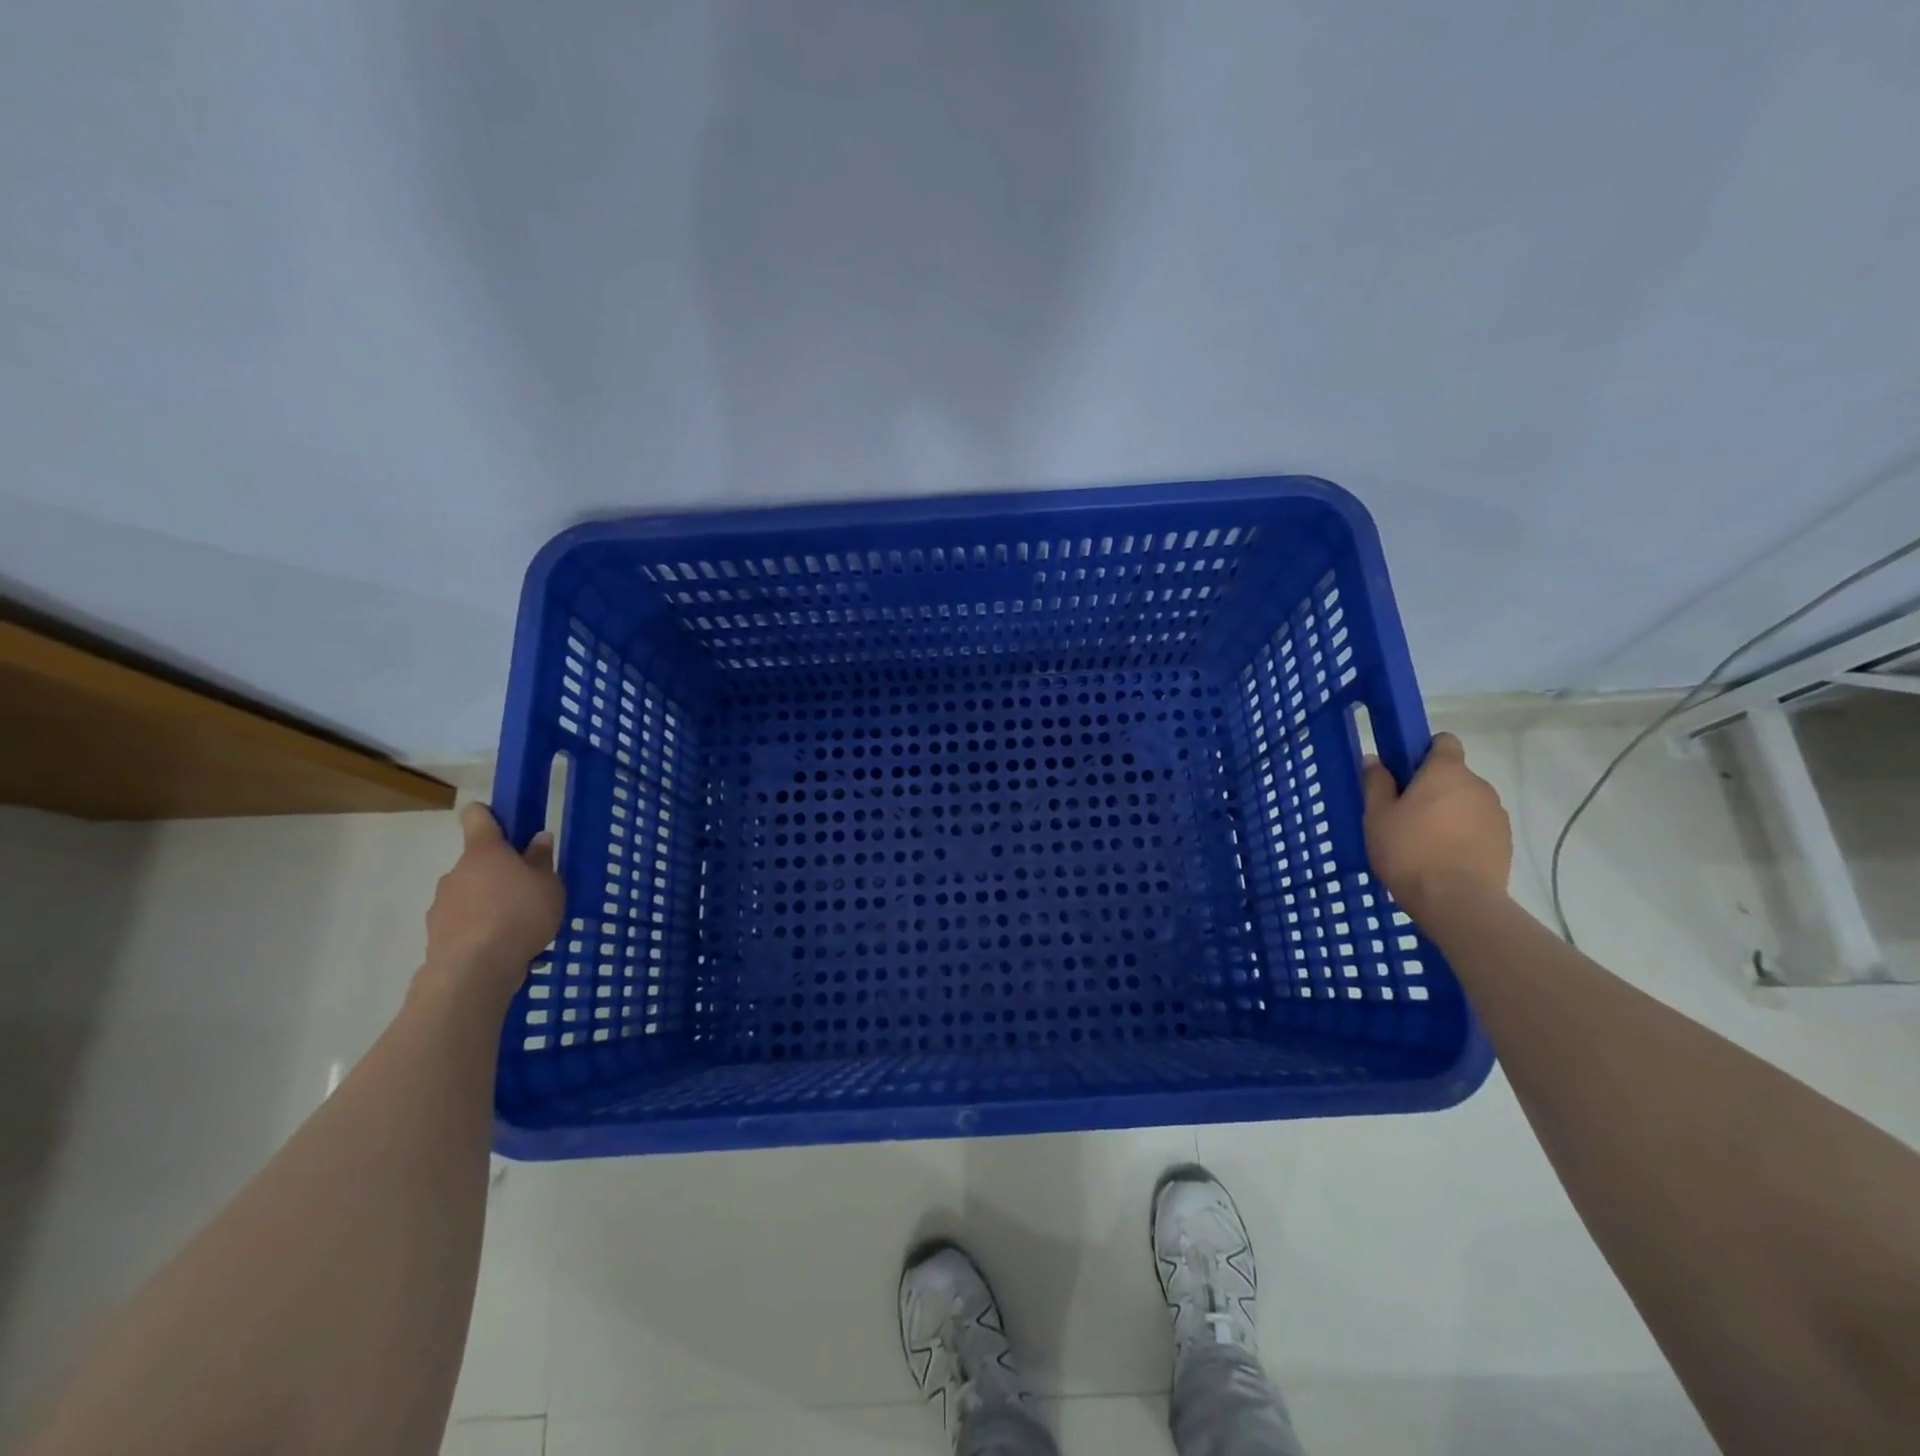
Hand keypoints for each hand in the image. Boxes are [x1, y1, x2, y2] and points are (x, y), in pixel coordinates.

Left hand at [420, 802, 564, 1003]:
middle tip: (527, 891)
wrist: (474, 970)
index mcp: (484, 852)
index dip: (488, 815)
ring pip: (468, 894)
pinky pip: (463, 923)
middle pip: (477, 862)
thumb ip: (542, 861)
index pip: (477, 818)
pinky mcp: (436, 935)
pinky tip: (501, 947)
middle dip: (498, 873)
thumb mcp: (548, 885)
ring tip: (517, 926)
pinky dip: (479, 929)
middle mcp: (456, 872)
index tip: (503, 822)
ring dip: (488, 903)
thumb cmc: (520, 915)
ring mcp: (441, 904)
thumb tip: (539, 838)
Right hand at [1361, 732, 1511, 917]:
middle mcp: (1478, 785)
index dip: (1424, 751)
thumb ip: (1376, 783)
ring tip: (1424, 841)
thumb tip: (1374, 759)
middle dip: (1432, 788)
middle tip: (1404, 814)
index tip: (1404, 772)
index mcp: (1446, 772)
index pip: (1444, 742)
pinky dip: (1462, 834)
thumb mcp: (1377, 816)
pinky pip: (1478, 827)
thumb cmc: (1409, 850)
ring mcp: (1496, 814)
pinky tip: (1443, 858)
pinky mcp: (1505, 842)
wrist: (1456, 901)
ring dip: (1448, 813)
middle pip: (1453, 776)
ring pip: (1466, 803)